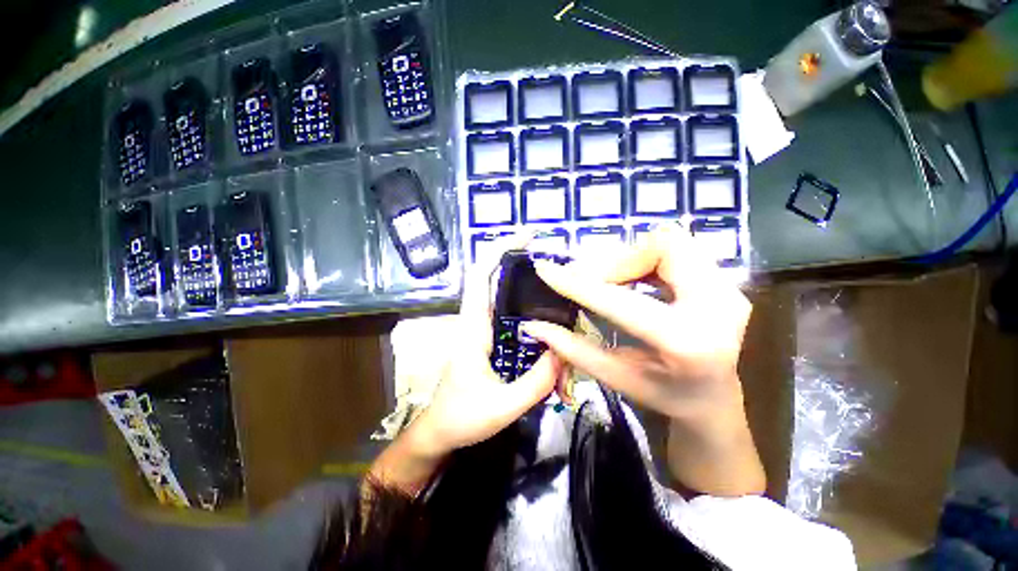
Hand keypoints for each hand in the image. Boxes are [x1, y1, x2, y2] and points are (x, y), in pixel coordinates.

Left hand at [371, 236, 563, 492]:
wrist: (440, 432)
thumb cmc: (462, 418)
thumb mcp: (503, 407)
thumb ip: (536, 383)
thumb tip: (563, 352)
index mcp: (473, 329)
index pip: (480, 278)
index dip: (498, 251)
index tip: (525, 237)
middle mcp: (477, 322)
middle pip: (495, 281)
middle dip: (521, 265)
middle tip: (555, 265)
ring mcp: (483, 331)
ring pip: (505, 299)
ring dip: (528, 290)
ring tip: (558, 293)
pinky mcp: (490, 341)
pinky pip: (511, 318)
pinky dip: (529, 314)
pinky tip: (549, 324)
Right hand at [521, 226, 764, 495]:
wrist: (714, 399)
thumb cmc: (663, 395)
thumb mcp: (613, 376)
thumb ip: (572, 348)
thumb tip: (533, 325)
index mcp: (685, 343)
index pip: (621, 301)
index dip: (579, 283)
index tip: (546, 270)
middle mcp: (717, 307)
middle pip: (660, 248)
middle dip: (615, 262)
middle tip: (590, 281)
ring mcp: (728, 289)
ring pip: (669, 242)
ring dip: (630, 259)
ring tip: (613, 282)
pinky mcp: (725, 281)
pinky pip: (677, 250)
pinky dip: (646, 259)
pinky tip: (634, 281)